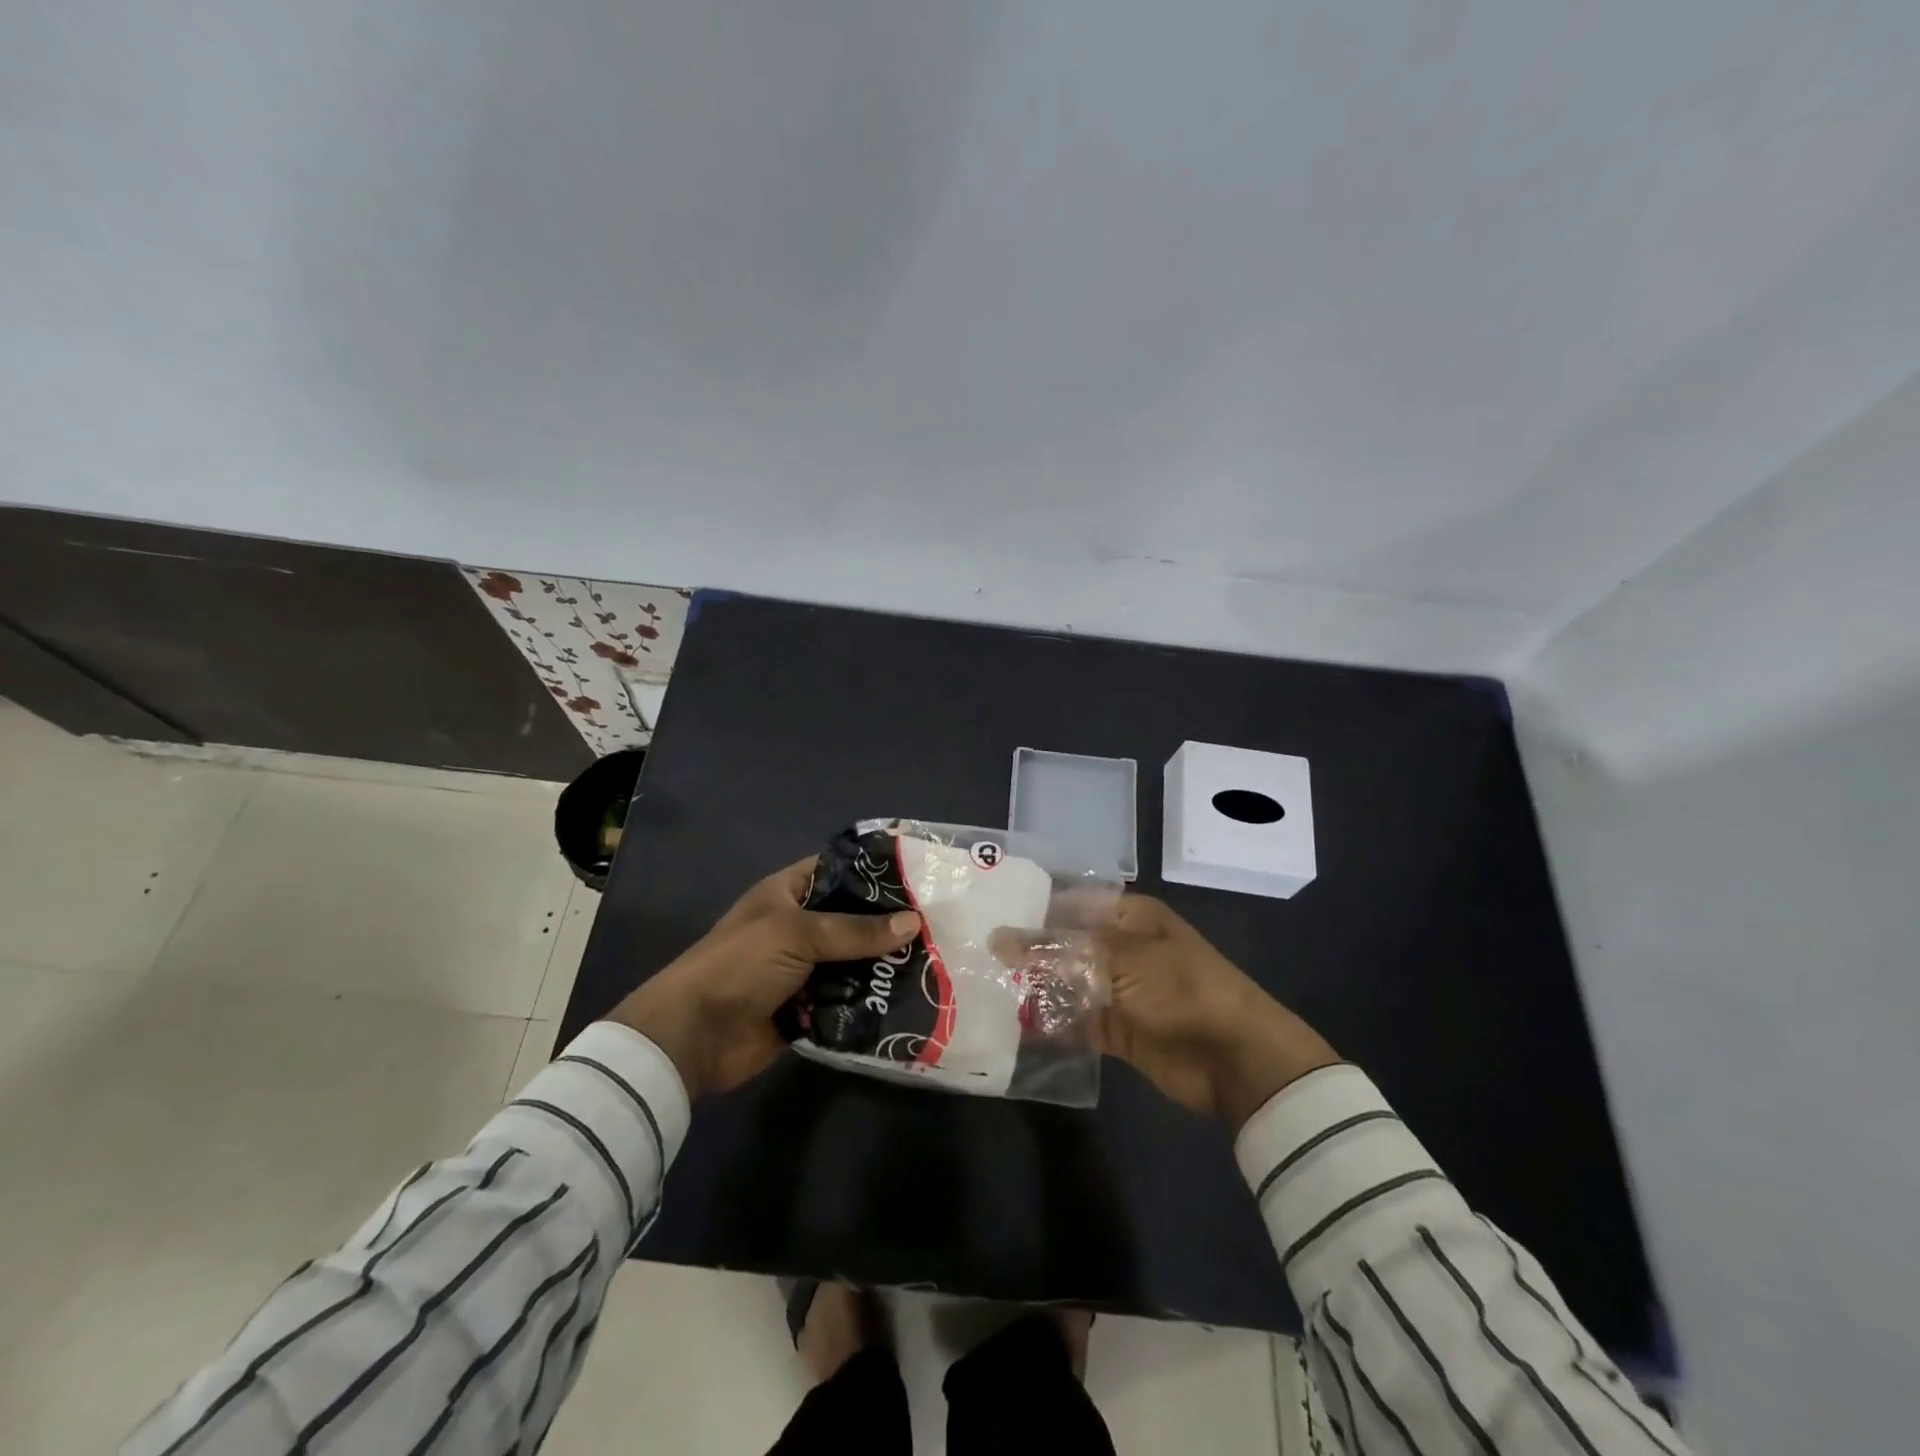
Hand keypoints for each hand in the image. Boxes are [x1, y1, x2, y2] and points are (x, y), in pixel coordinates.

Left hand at [608, 858, 919, 1097]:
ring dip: (883, 965)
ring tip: (935, 961)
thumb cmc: (741, 964)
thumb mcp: (798, 933)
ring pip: (853, 961)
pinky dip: (870, 1000)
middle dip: (888, 924)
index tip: (917, 876)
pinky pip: (846, 999)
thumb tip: (914, 923)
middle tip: (939, 924)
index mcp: (788, 894)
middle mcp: (798, 927)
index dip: (872, 872)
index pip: (837, 870)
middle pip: (851, 919)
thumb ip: (856, 930)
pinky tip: (909, 999)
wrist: (695, 1035)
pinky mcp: (808, 1007)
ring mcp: (803, 969)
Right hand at [996, 896, 1338, 1127]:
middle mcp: (1121, 949)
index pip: (1070, 904)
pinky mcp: (1118, 1030)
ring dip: (1035, 988)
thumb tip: (998, 938)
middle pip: (1065, 946)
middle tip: (975, 956)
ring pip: (1067, 984)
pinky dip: (1050, 1023)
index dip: (1033, 909)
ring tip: (984, 988)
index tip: (988, 914)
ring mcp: (1119, 991)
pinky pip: (1076, 1021)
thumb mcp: (1117, 958)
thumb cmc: (1179, 988)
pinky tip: (1013, 1023)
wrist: (1234, 1057)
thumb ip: (1055, 949)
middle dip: (1028, 952)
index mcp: (1128, 917)